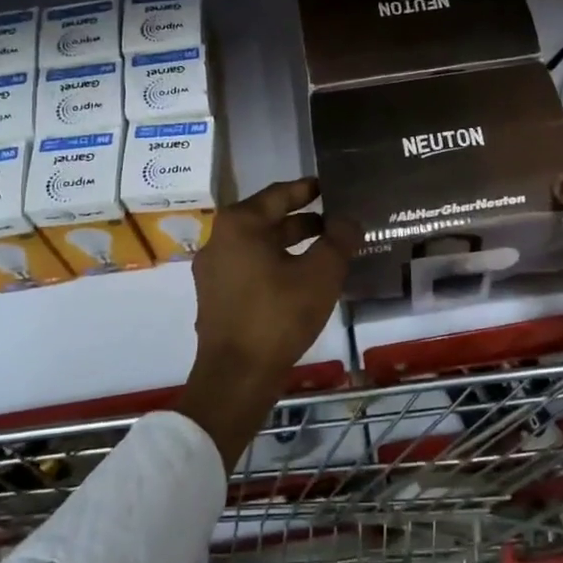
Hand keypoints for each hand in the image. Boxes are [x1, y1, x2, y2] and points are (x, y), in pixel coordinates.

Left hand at [176, 178, 355, 466]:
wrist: (236, 377)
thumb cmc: (278, 316)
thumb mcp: (320, 274)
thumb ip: (338, 240)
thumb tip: (348, 220)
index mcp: (240, 225)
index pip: (279, 194)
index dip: (307, 188)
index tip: (330, 186)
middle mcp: (220, 240)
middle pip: (267, 219)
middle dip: (303, 220)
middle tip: (335, 222)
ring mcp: (214, 271)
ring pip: (260, 246)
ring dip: (291, 245)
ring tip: (325, 251)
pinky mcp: (216, 297)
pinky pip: (251, 268)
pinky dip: (276, 265)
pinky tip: (301, 280)